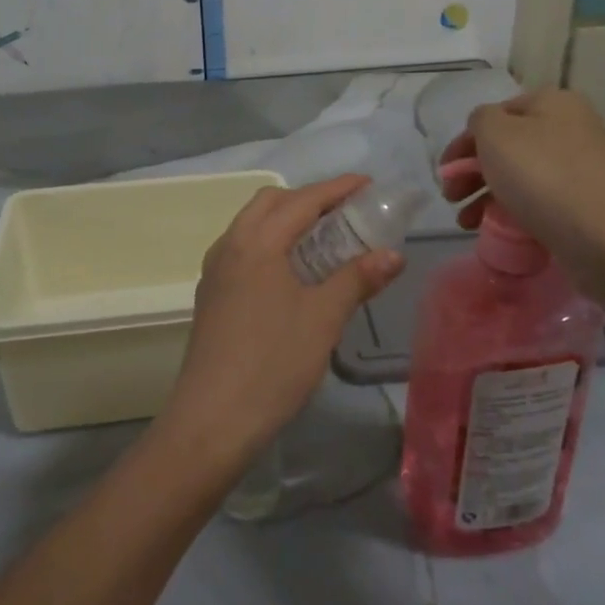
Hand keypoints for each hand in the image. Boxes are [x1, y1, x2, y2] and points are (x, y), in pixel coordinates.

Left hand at [154, 176, 403, 473]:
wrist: (212, 420)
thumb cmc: (273, 363)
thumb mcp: (323, 318)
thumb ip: (357, 279)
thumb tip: (392, 254)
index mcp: (256, 243)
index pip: (301, 200)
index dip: (337, 189)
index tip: (368, 184)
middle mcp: (230, 246)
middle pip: (270, 203)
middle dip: (309, 199)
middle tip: (346, 213)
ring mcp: (215, 272)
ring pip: (252, 226)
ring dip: (287, 221)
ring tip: (324, 240)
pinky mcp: (211, 295)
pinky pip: (243, 250)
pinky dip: (271, 244)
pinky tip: (292, 273)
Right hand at [440, 89, 604, 288]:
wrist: (603, 236)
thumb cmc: (542, 175)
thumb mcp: (495, 133)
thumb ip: (479, 120)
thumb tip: (485, 130)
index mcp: (552, 102)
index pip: (495, 114)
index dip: (464, 142)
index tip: (445, 172)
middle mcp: (569, 128)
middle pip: (506, 146)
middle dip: (471, 173)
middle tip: (451, 198)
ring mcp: (579, 167)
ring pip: (518, 176)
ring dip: (485, 195)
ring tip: (466, 222)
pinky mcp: (582, 202)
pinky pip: (536, 201)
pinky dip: (510, 211)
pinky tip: (494, 230)